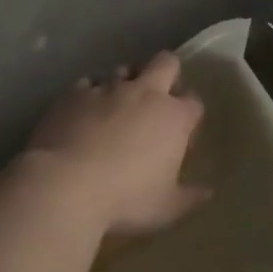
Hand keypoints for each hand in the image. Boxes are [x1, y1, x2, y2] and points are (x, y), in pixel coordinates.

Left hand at [21, 50, 207, 237]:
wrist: (65, 185)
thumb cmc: (125, 199)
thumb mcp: (165, 208)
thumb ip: (189, 197)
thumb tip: (207, 192)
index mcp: (174, 117)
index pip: (194, 103)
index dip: (189, 116)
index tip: (182, 134)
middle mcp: (145, 93)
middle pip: (166, 63)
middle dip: (167, 73)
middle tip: (158, 98)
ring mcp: (108, 88)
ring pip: (124, 69)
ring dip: (126, 82)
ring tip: (118, 104)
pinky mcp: (75, 93)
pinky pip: (88, 83)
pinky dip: (91, 94)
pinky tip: (85, 111)